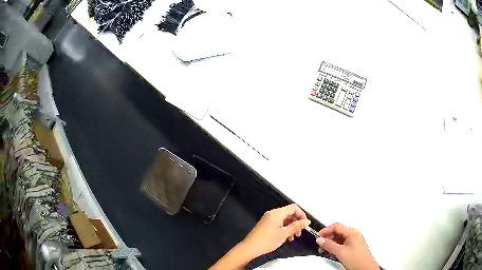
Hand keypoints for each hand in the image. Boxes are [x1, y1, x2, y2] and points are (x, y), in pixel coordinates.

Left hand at [241, 204, 310, 257]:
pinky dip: (284, 229)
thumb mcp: (284, 234)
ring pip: (284, 219)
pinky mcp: (266, 225)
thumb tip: (307, 221)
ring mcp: (268, 219)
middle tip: (300, 232)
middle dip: (296, 222)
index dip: (301, 214)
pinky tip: (286, 237)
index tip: (305, 224)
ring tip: (293, 237)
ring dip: (291, 227)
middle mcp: (272, 214)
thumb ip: (297, 226)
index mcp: (277, 213)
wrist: (250, 248)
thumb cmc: (267, 240)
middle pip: (289, 213)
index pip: (293, 208)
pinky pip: (279, 223)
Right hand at [316, 223, 378, 269]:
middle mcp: (354, 235)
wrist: (365, 268)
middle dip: (328, 238)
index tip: (318, 236)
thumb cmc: (356, 259)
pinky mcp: (353, 247)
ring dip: (330, 244)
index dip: (326, 230)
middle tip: (320, 246)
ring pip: (339, 239)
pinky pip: (342, 244)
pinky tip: (331, 253)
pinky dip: (335, 248)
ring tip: (324, 251)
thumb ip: (329, 245)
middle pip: (338, 232)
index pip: (337, 226)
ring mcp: (354, 241)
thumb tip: (320, 239)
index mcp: (352, 232)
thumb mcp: (340, 252)